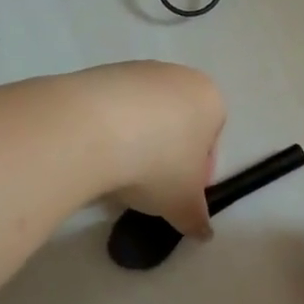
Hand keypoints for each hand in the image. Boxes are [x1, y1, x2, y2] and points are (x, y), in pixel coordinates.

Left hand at [73, 61, 225, 239]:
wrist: (93, 128)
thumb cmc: (158, 163)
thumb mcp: (183, 203)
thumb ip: (196, 218)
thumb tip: (203, 233)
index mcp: (209, 99)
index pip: (211, 139)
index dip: (196, 173)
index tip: (176, 194)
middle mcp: (177, 76)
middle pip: (176, 123)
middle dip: (164, 154)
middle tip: (147, 186)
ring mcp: (136, 70)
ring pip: (143, 115)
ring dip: (134, 142)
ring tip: (115, 174)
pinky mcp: (99, 73)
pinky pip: (111, 108)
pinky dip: (106, 130)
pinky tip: (93, 154)